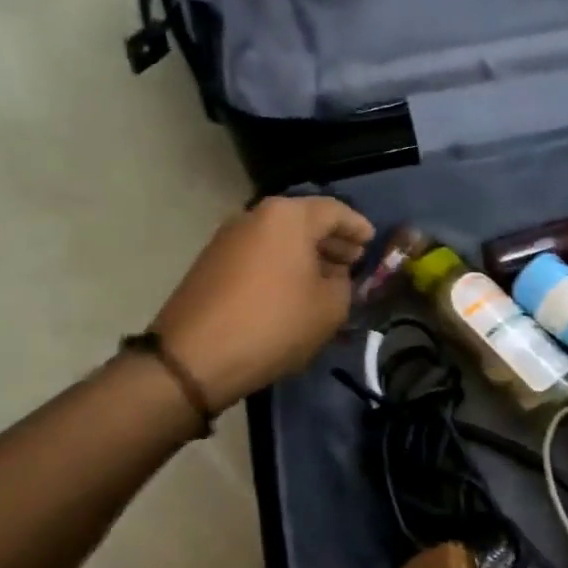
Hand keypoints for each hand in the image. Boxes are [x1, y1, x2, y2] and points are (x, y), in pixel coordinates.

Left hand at [152, 196, 373, 412]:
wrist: (195, 356)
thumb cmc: (274, 323)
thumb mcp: (330, 307)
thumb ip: (343, 284)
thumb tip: (333, 276)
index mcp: (288, 216)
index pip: (335, 211)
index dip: (358, 227)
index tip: (372, 242)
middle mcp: (255, 216)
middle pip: (304, 220)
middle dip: (332, 240)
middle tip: (353, 261)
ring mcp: (228, 238)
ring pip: (280, 238)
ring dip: (306, 254)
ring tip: (327, 280)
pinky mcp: (212, 263)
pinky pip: (260, 254)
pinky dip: (282, 265)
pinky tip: (294, 290)